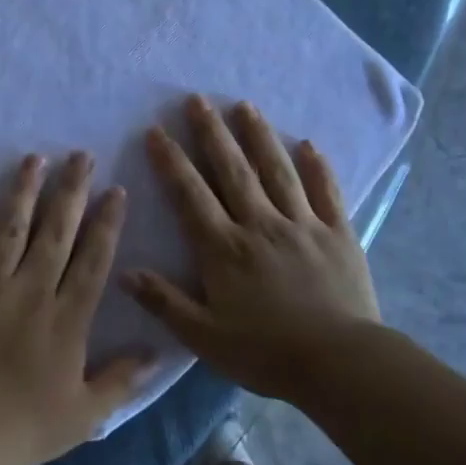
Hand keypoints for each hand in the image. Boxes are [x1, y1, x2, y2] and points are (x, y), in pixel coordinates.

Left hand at [0, 152, 152, 464]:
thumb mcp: (83, 416)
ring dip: (24, 192)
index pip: (93, 261)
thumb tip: (158, 352)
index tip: (115, 190)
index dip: (106, 223)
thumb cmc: (20, 428)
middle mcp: (30, 291)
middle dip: (71, 191)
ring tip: (34, 158)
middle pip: (55, 232)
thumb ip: (121, 381)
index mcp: (66, 320)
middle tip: (80, 155)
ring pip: (10, 228)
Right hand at [122, 95, 379, 402]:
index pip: (190, 195)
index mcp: (224, 249)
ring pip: (277, 171)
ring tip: (245, 106)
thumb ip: (164, 302)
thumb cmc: (266, 353)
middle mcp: (260, 225)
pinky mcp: (338, 234)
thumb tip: (125, 272)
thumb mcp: (204, 336)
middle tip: (197, 100)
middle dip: (211, 133)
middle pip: (232, 170)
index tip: (157, 131)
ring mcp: (303, 225)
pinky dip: (318, 167)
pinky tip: (309, 144)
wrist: (340, 364)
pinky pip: (327, 192)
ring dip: (259, 136)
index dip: (171, 161)